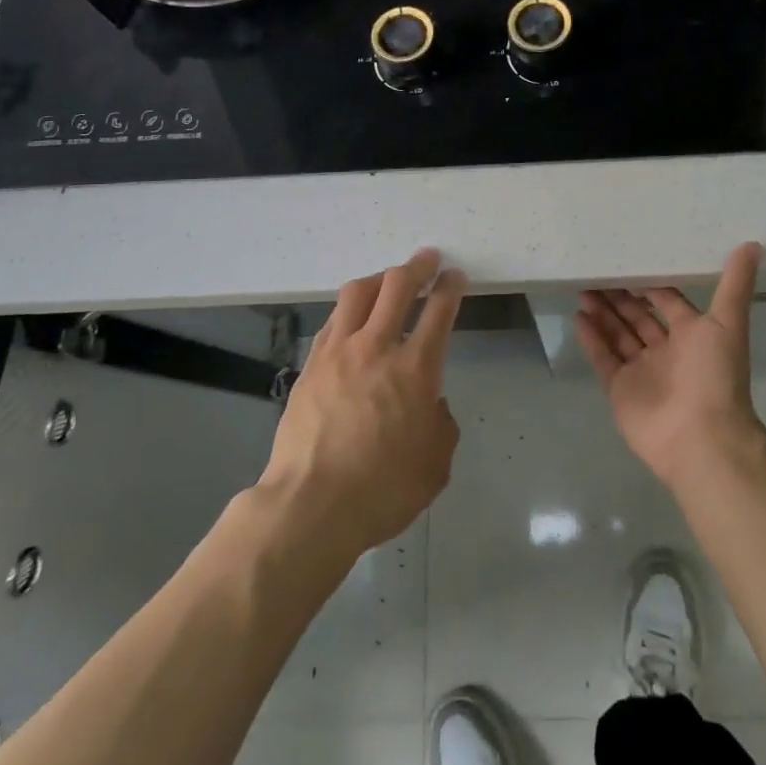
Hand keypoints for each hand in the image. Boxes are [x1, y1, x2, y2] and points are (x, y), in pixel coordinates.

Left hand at [258, 249, 464, 554]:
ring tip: (388, 280)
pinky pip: (333, 320)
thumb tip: (430, 404)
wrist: (311, 505)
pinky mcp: (311, 363)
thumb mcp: (435, 465)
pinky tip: (353, 316)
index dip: (450, 287)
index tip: (454, 276)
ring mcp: (339, 351)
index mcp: (416, 369)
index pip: (439, 310)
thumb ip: (440, 424)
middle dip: (417, 266)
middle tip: (427, 259)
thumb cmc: (382, 489)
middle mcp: (377, 347)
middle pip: (397, 285)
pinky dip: (349, 308)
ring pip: (358, 293)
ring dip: (379, 279)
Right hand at [576, 242, 765, 493]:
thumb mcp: (727, 323)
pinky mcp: (620, 389)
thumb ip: (735, 284)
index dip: (651, 283)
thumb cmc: (715, 376)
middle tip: (598, 272)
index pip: (668, 301)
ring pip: (618, 335)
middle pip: (638, 317)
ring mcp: (641, 371)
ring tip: (583, 289)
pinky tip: (579, 316)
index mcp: (692, 335)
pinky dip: (591, 338)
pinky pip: (603, 358)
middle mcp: (666, 351)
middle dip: (620, 296)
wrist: (701, 439)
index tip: (630, 260)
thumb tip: (753, 244)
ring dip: (603, 313)